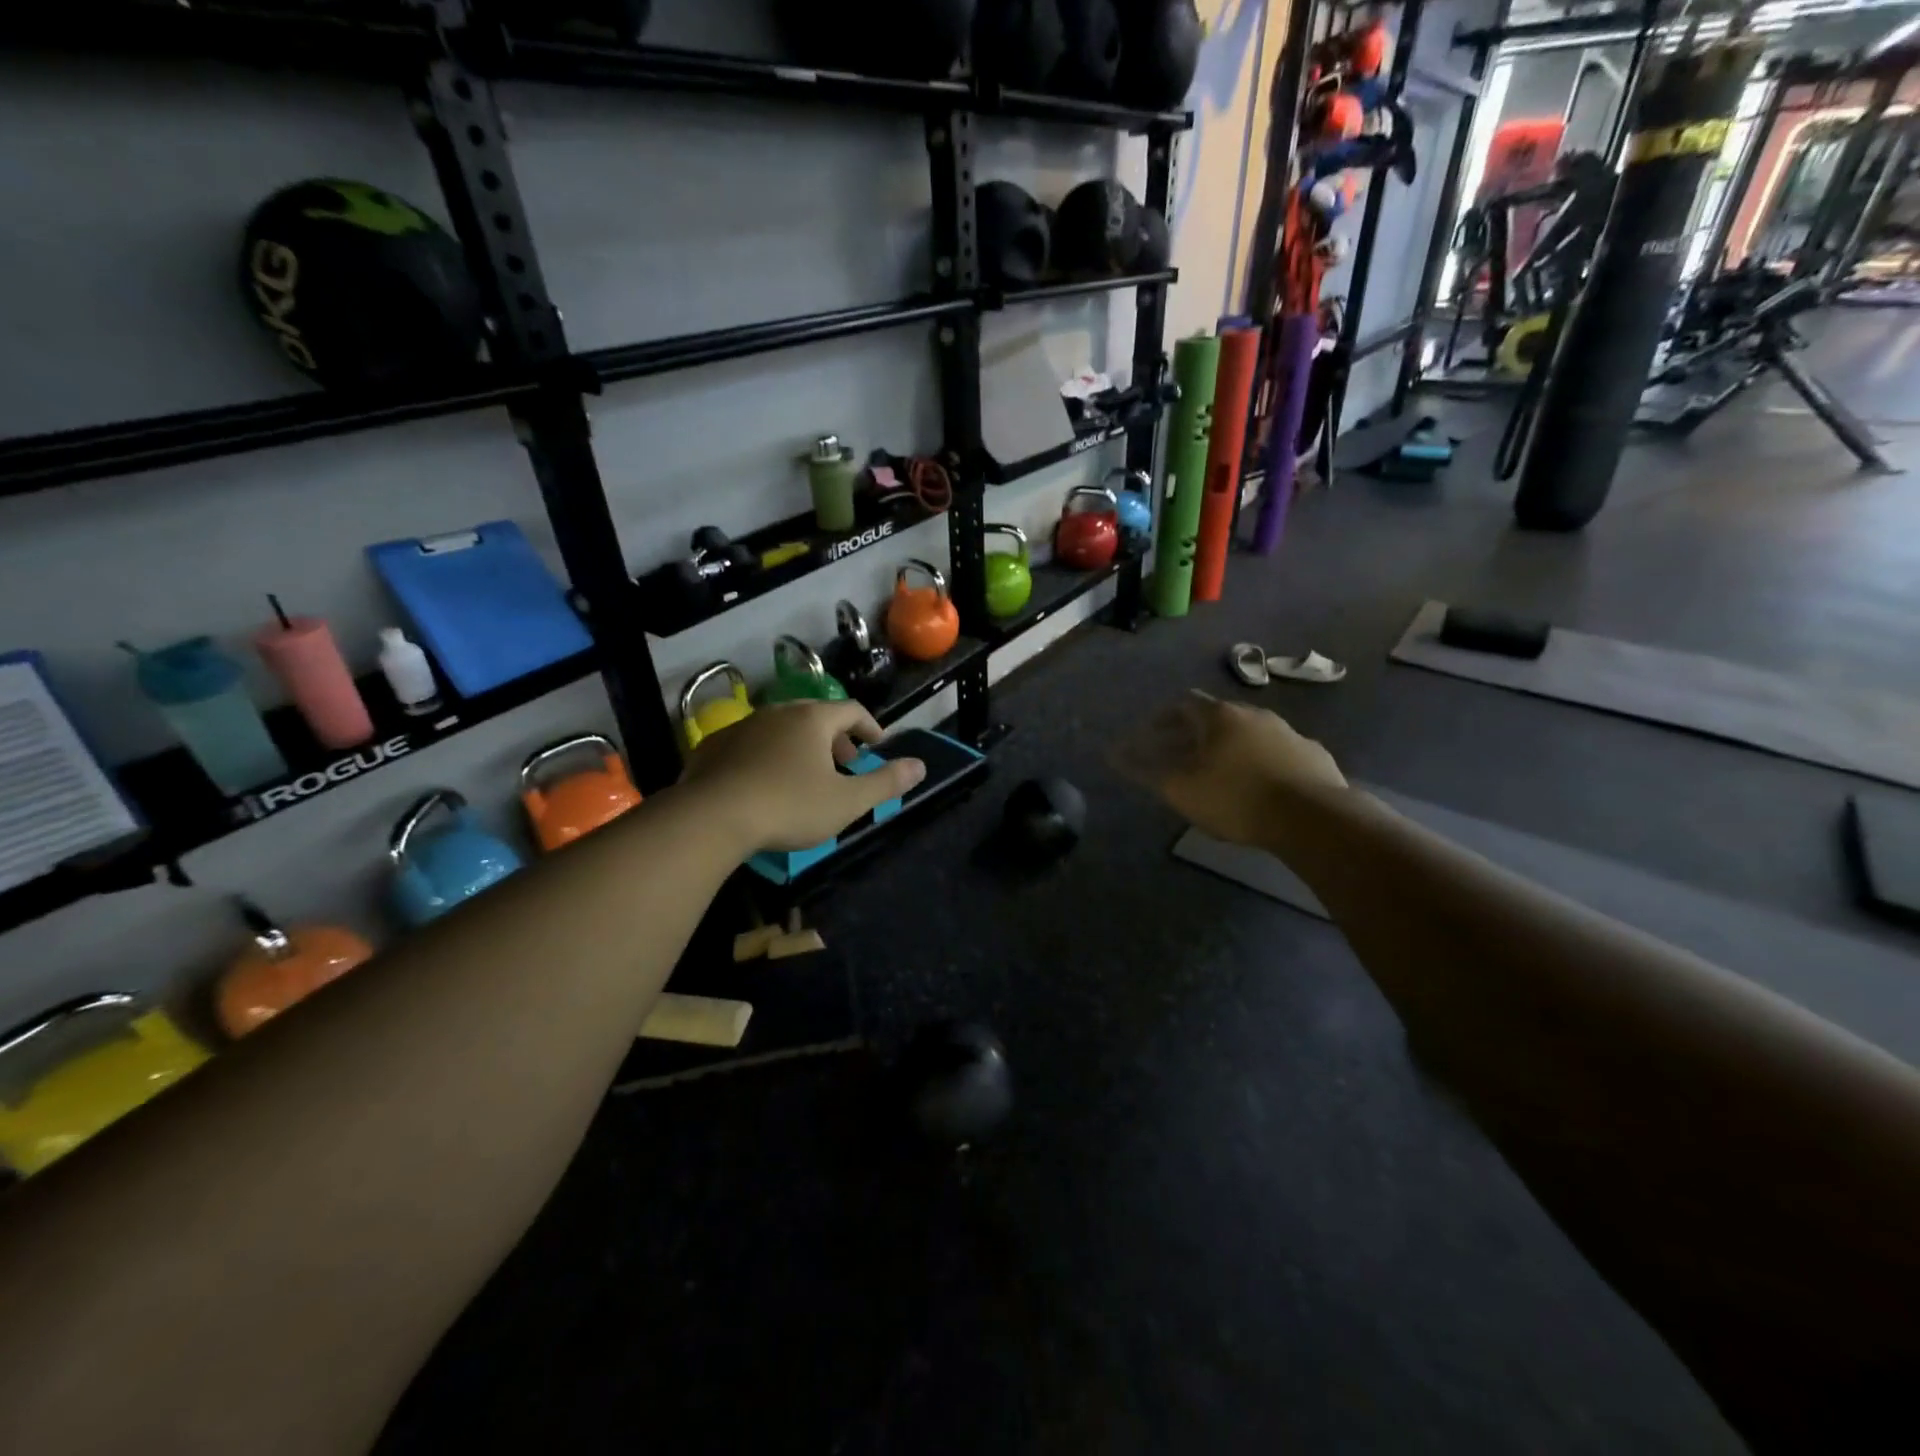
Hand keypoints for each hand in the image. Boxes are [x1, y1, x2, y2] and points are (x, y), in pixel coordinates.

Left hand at [678, 701, 925, 853]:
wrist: (711, 817)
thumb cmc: (789, 806)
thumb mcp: (847, 801)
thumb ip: (886, 782)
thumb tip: (920, 765)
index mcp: (812, 718)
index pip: (852, 710)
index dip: (869, 726)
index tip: (876, 744)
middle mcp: (777, 712)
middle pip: (815, 716)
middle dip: (835, 738)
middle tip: (844, 763)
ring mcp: (742, 726)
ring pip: (781, 729)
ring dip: (800, 747)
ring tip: (805, 776)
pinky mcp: (713, 746)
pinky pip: (751, 744)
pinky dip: (767, 756)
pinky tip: (764, 784)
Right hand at [1112, 692, 1345, 845]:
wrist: (1312, 817)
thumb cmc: (1235, 798)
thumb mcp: (1180, 788)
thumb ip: (1145, 770)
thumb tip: (1113, 753)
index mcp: (1220, 716)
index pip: (1184, 703)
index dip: (1164, 717)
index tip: (1151, 734)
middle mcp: (1255, 714)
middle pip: (1217, 716)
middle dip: (1195, 732)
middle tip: (1181, 754)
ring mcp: (1289, 732)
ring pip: (1250, 732)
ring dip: (1230, 746)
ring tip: (1219, 772)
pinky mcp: (1313, 755)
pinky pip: (1278, 751)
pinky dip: (1261, 761)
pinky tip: (1260, 784)